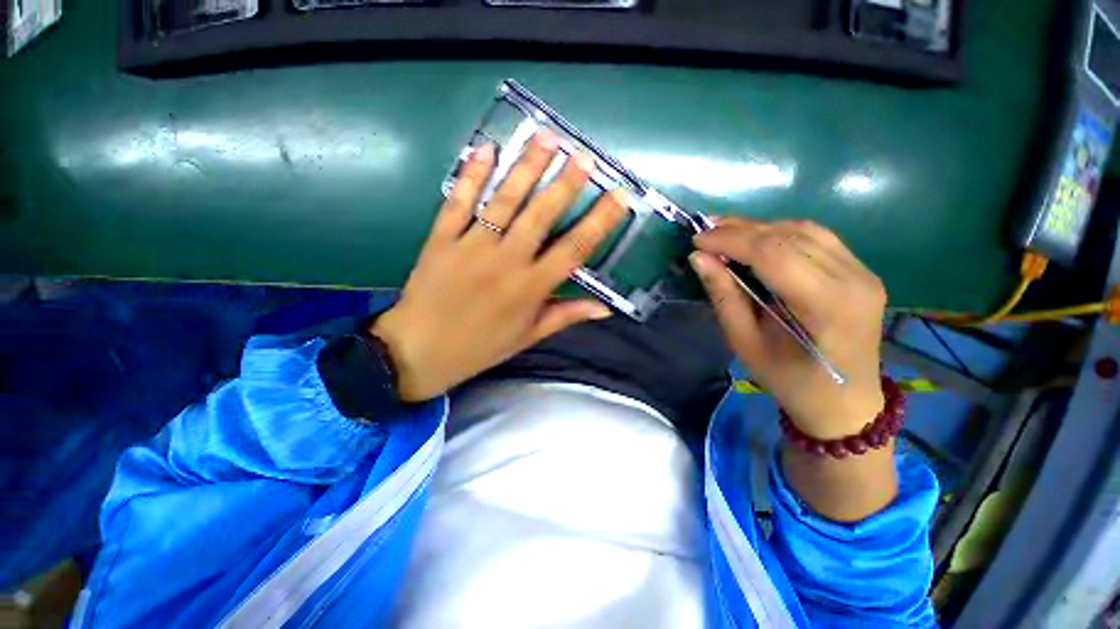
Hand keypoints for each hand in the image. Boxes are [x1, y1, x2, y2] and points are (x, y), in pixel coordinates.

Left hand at [372, 131, 628, 401]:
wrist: (418, 352)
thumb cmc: (480, 347)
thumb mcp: (528, 337)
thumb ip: (565, 316)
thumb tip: (605, 308)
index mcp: (530, 289)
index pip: (574, 249)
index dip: (600, 221)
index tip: (620, 197)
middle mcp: (506, 262)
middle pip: (540, 215)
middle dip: (565, 184)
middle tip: (583, 156)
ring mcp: (471, 247)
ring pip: (504, 201)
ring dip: (527, 167)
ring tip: (546, 138)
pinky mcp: (441, 239)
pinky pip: (458, 202)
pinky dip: (471, 175)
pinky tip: (485, 150)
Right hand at [690, 219, 886, 439]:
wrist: (844, 402)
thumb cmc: (789, 380)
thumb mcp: (745, 342)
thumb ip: (724, 296)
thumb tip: (699, 259)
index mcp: (826, 306)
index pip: (774, 253)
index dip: (731, 240)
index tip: (697, 241)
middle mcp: (853, 279)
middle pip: (789, 236)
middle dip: (740, 229)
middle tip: (705, 233)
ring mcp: (862, 272)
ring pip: (804, 230)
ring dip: (759, 227)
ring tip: (725, 233)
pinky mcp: (861, 270)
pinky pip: (817, 238)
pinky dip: (780, 233)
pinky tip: (757, 239)